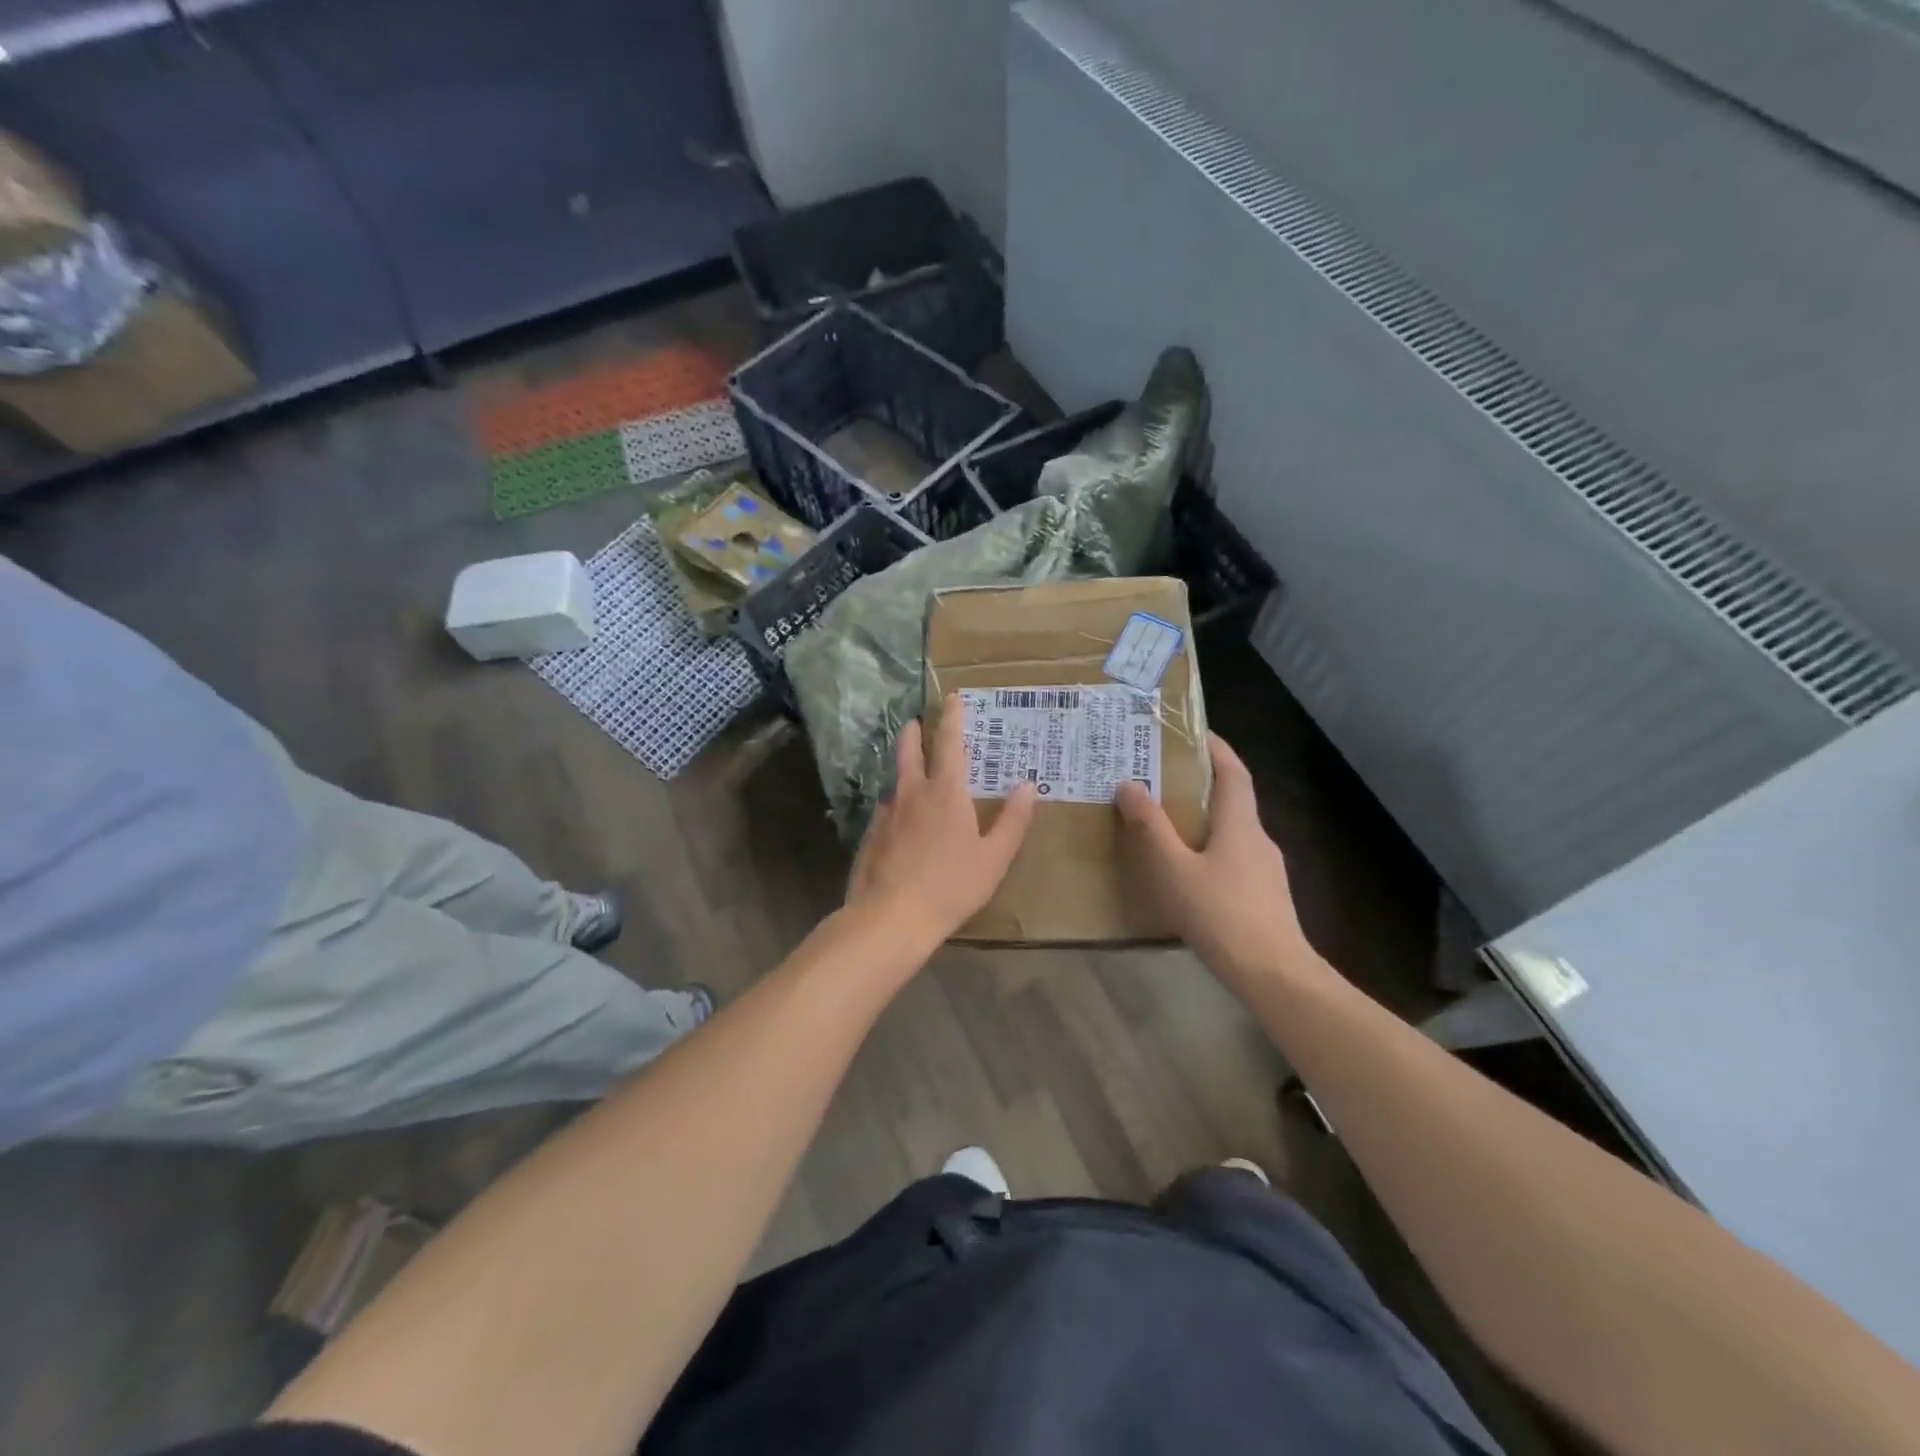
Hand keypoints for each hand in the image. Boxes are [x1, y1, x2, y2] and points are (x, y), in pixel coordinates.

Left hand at [846, 698, 1038, 944]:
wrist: (890, 917)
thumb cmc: (951, 886)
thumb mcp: (994, 858)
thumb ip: (1013, 820)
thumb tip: (1028, 785)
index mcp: (946, 792)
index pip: (949, 742)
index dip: (952, 717)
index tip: (952, 698)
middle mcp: (912, 792)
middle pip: (909, 749)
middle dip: (914, 732)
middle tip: (917, 722)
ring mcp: (886, 812)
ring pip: (895, 778)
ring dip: (903, 766)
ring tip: (911, 769)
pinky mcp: (870, 834)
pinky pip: (886, 808)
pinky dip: (896, 802)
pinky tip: (900, 820)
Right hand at [1115, 734, 1310, 982]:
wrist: (1274, 975)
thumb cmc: (1220, 914)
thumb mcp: (1173, 869)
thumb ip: (1150, 827)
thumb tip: (1129, 784)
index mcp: (1240, 823)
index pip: (1233, 771)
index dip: (1216, 747)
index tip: (1192, 732)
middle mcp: (1258, 838)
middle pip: (1233, 799)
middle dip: (1201, 783)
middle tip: (1162, 777)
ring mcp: (1266, 869)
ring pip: (1232, 831)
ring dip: (1204, 819)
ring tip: (1167, 824)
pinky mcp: (1264, 896)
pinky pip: (1233, 858)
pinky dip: (1210, 849)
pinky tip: (1188, 871)